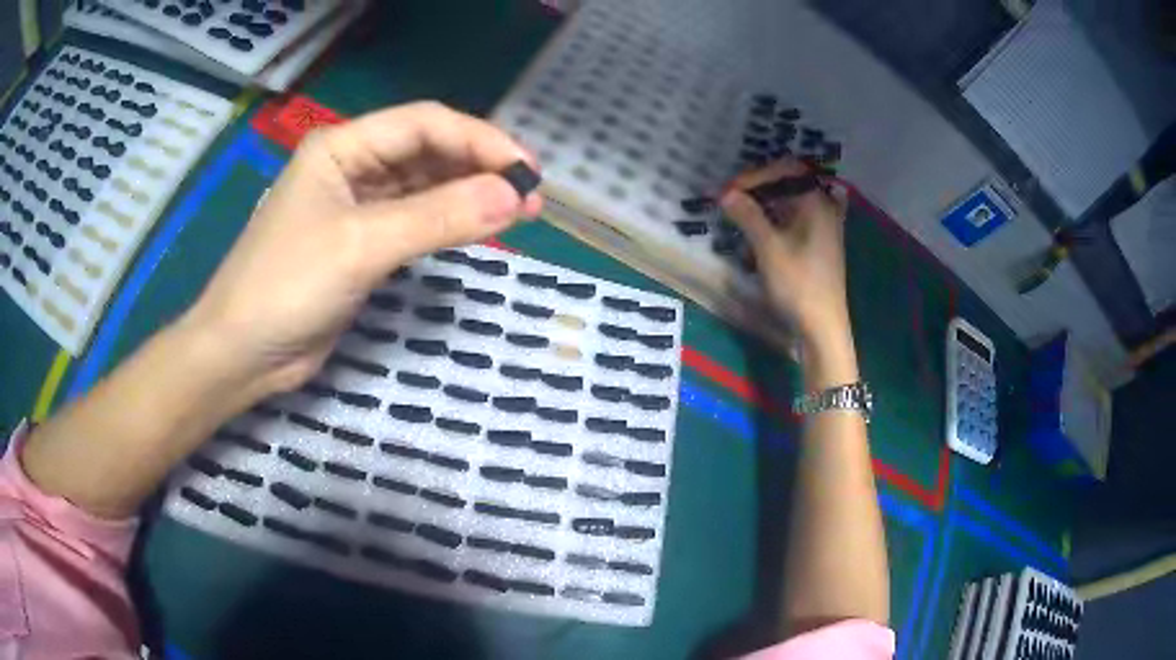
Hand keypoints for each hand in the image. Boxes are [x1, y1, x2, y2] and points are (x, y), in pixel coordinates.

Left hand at [181, 102, 542, 398]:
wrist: (242, 355)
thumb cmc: (286, 287)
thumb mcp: (361, 246)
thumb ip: (437, 218)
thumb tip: (514, 196)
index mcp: (341, 147)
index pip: (424, 125)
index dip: (479, 139)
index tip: (527, 169)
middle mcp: (351, 167)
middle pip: (428, 152)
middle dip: (480, 168)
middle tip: (531, 196)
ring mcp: (356, 206)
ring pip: (425, 187)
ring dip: (469, 196)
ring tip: (520, 212)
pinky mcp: (362, 244)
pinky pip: (415, 221)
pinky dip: (448, 224)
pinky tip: (478, 228)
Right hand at [720, 159, 849, 346]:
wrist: (822, 327)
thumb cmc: (798, 285)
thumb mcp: (768, 248)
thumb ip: (748, 215)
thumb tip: (725, 193)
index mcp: (816, 203)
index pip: (786, 170)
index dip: (755, 176)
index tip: (730, 191)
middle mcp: (825, 208)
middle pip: (790, 183)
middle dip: (759, 188)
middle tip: (732, 200)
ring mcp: (825, 227)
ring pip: (792, 202)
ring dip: (766, 205)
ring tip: (741, 217)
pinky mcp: (820, 245)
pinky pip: (797, 220)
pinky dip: (777, 220)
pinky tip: (761, 233)